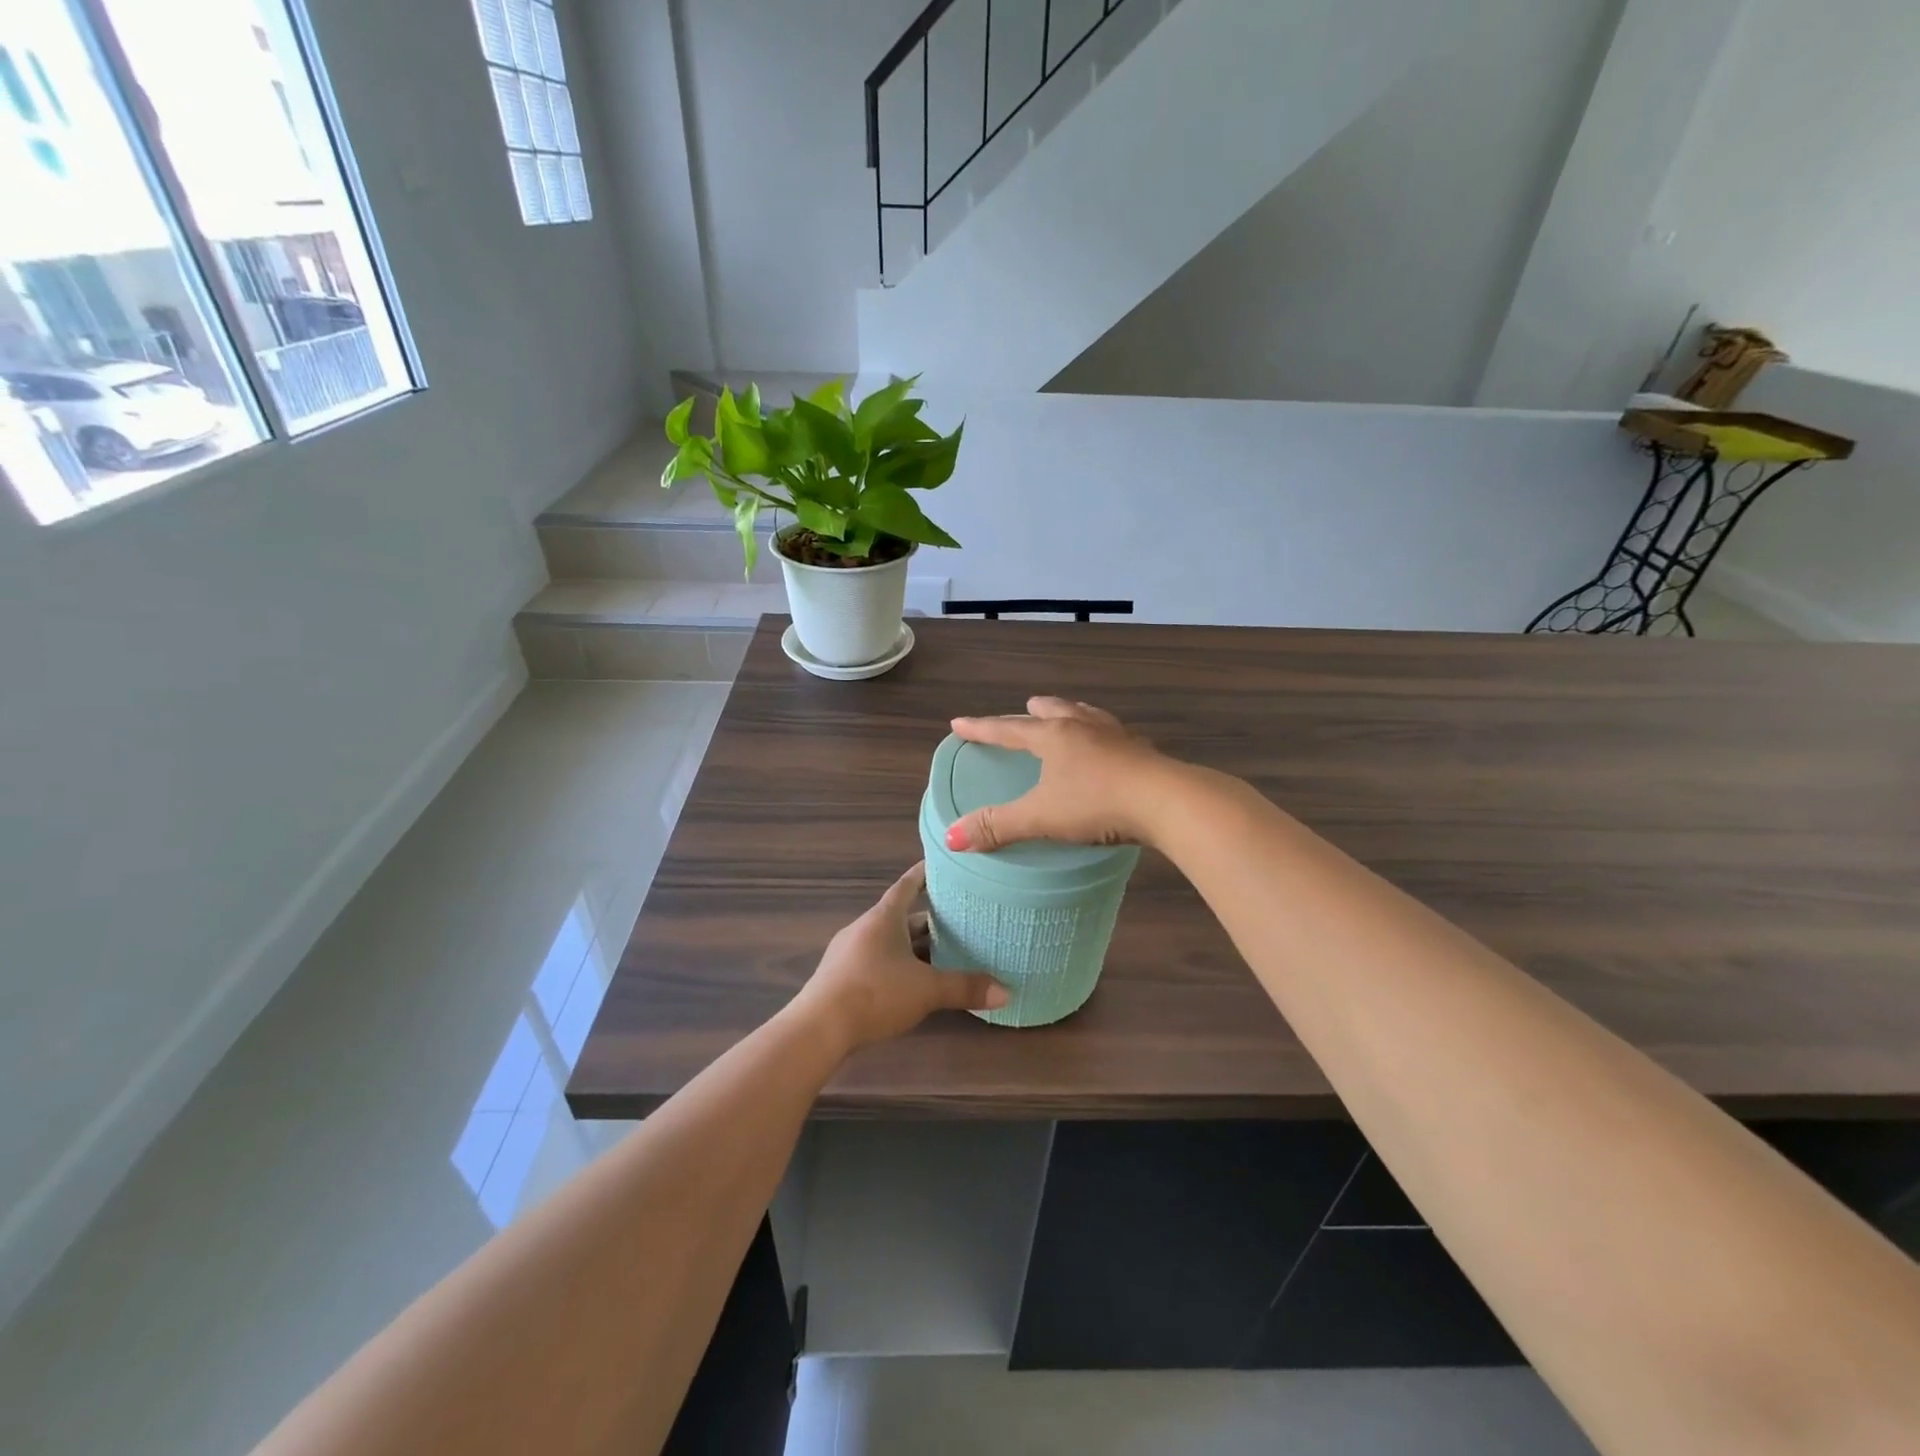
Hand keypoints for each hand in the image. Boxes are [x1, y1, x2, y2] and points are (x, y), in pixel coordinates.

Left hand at [789, 863, 1008, 1050]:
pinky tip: (912, 983)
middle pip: (900, 917)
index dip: (924, 874)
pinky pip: (877, 961)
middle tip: (959, 920)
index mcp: (883, 918)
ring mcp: (849, 953)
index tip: (942, 865)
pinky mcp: (841, 978)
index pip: (907, 885)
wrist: (818, 1029)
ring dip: (913, 947)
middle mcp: (865, 928)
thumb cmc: (874, 993)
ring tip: (943, 954)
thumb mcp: (926, 991)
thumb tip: (1007, 992)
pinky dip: (897, 966)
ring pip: (889, 942)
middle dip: (928, 920)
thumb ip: (965, 988)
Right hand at [946, 697, 1178, 852]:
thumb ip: (998, 826)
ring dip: (1072, 715)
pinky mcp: (1144, 752)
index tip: (959, 723)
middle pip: (1053, 710)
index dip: (981, 728)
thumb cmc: (1097, 803)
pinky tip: (1110, 749)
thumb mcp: (1041, 817)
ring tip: (1068, 716)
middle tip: (1026, 708)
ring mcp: (1117, 737)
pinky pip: (1115, 736)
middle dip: (1034, 711)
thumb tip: (952, 837)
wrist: (1167, 801)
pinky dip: (1103, 737)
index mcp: (1054, 736)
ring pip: (1088, 716)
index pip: (1008, 729)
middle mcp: (1083, 727)